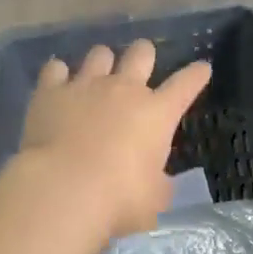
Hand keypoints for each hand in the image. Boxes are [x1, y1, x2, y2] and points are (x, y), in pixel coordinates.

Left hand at [14, 39, 212, 245]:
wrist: (62, 189)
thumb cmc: (118, 199)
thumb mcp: (152, 200)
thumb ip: (158, 185)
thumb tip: (158, 182)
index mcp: (157, 113)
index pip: (186, 84)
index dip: (196, 74)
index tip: (202, 68)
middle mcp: (125, 89)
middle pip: (141, 53)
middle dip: (144, 54)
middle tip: (140, 63)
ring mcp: (86, 86)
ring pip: (99, 54)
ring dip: (102, 61)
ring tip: (97, 73)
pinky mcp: (51, 92)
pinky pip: (55, 69)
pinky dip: (58, 74)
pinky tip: (57, 83)